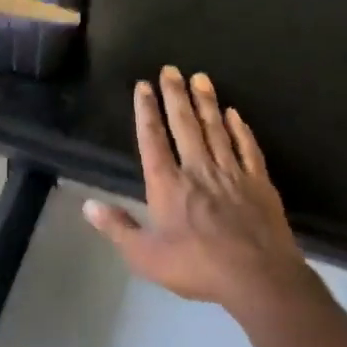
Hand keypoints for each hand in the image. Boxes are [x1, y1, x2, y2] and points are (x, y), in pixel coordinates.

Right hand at [84, 67, 315, 316]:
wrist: (258, 277)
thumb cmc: (196, 266)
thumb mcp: (145, 255)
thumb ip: (117, 228)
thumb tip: (87, 205)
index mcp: (167, 185)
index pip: (152, 140)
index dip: (146, 111)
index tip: (143, 86)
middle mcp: (198, 169)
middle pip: (184, 125)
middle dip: (175, 95)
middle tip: (170, 69)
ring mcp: (232, 173)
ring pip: (216, 129)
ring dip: (206, 102)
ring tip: (200, 77)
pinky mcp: (259, 182)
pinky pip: (247, 148)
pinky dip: (240, 129)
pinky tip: (235, 114)